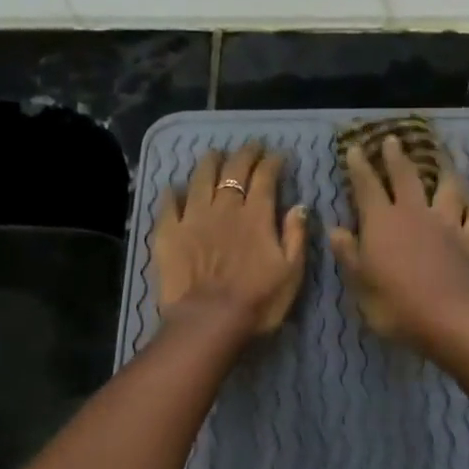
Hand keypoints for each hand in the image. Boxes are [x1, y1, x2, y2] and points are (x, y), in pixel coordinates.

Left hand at [153, 142, 308, 337]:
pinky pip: (168, 205)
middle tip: (251, 147)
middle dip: (245, 154)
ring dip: (210, 163)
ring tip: (214, 154)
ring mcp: (193, 217)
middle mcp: (224, 208)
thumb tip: (299, 205)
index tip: (278, 155)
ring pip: (200, 179)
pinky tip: (174, 188)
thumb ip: (295, 235)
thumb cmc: (258, 302)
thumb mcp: (291, 273)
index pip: (265, 177)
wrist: (209, 321)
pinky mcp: (168, 233)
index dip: (272, 162)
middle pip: (234, 170)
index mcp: (256, 216)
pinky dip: (172, 193)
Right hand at [328, 135, 468, 354]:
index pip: (367, 186)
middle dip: (397, 157)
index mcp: (382, 222)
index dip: (360, 167)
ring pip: (448, 189)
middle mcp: (415, 214)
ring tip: (443, 164)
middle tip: (393, 140)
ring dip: (443, 173)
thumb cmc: (396, 306)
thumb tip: (335, 230)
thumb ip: (349, 255)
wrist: (452, 322)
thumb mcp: (361, 285)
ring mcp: (448, 225)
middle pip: (407, 176)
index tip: (355, 149)